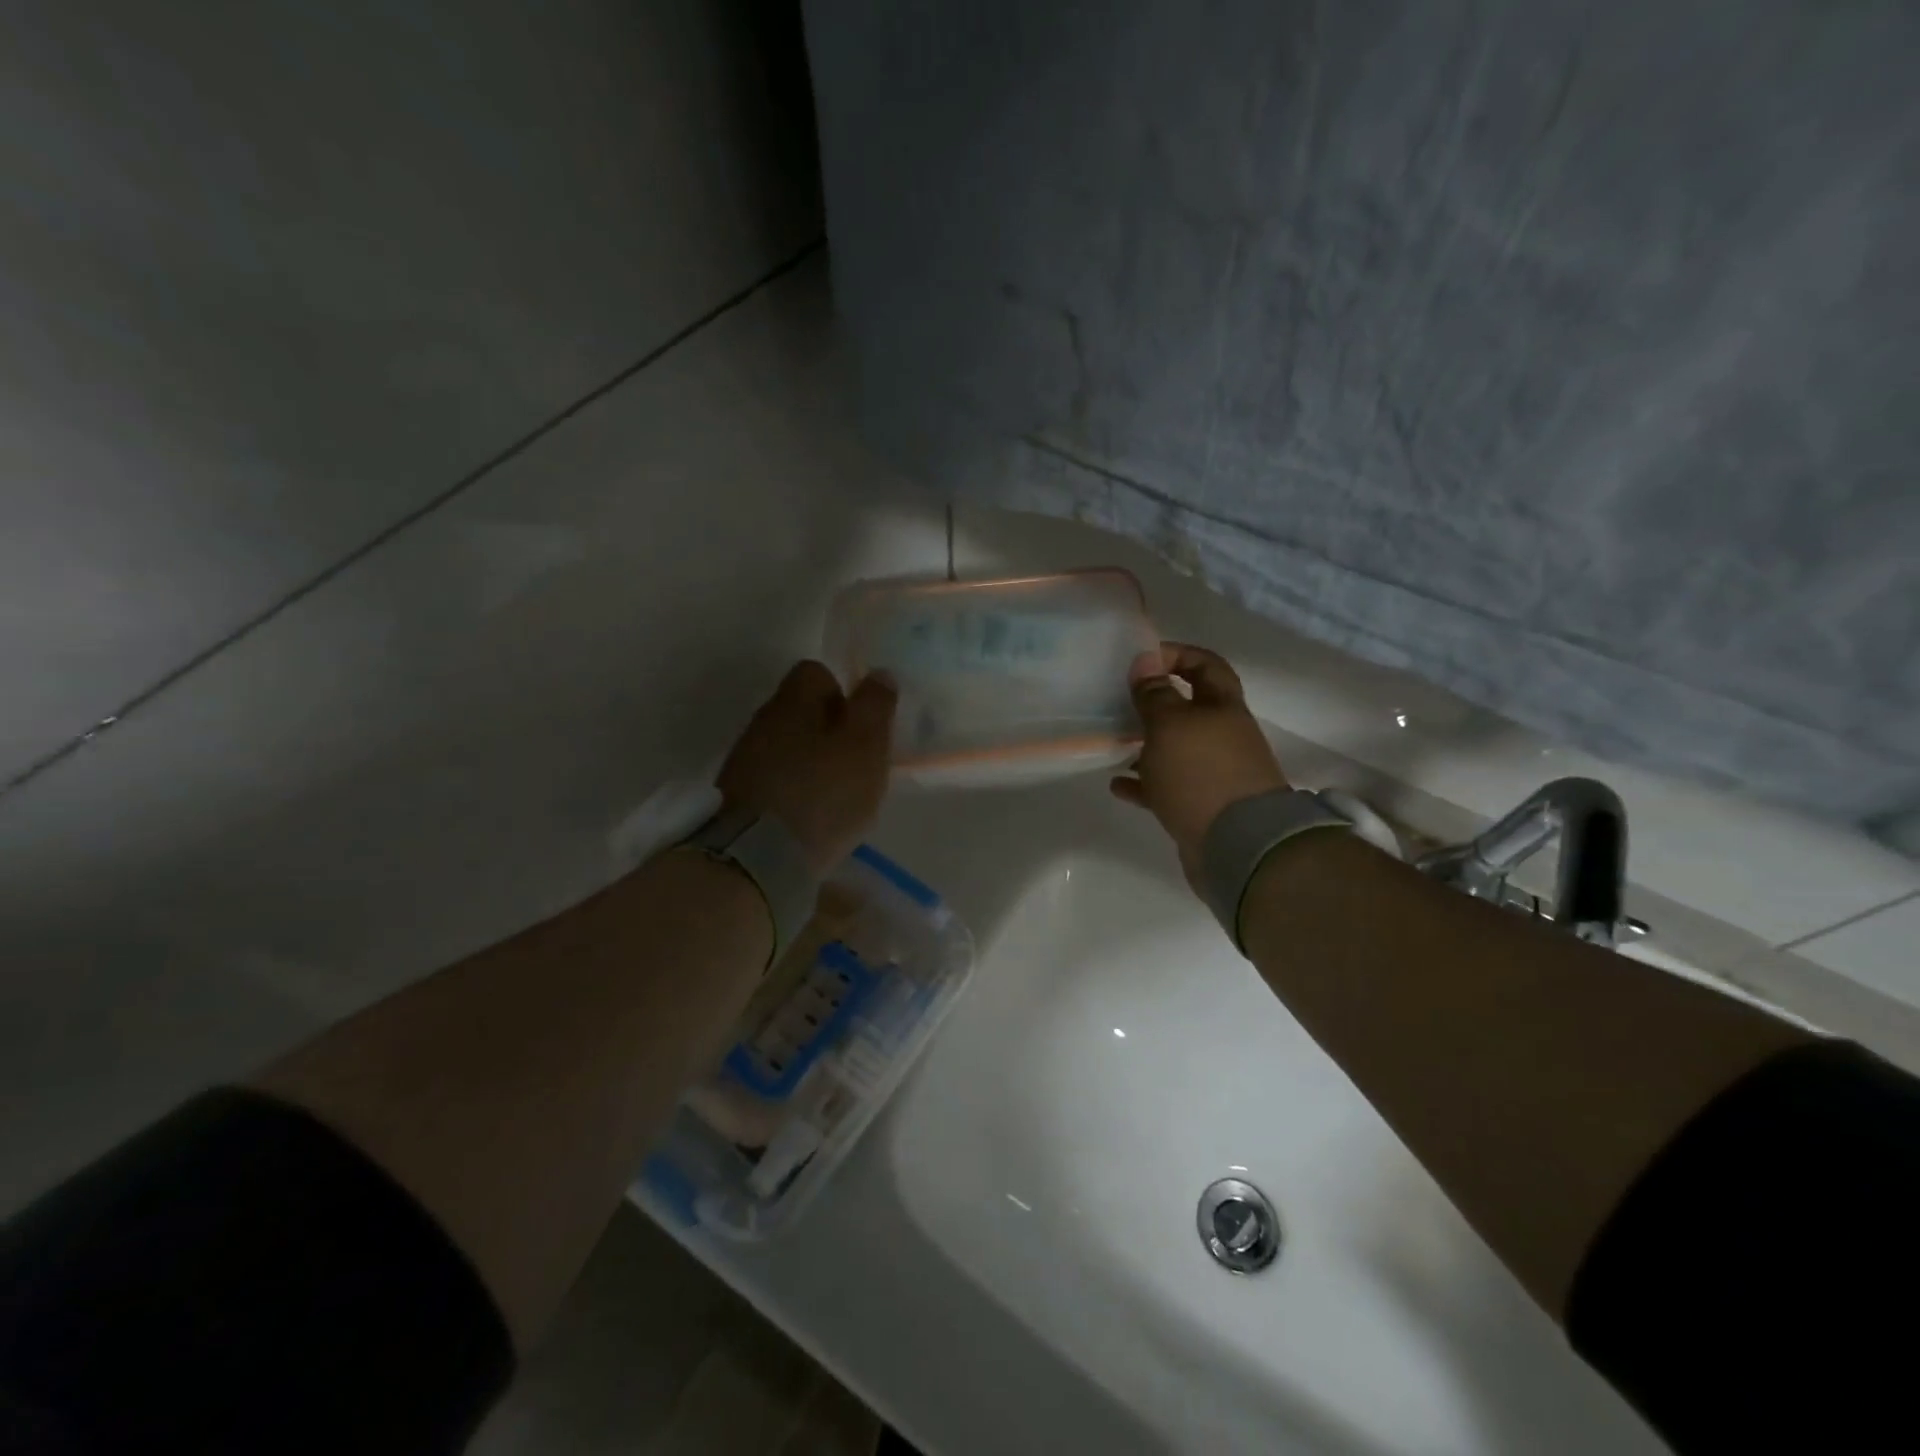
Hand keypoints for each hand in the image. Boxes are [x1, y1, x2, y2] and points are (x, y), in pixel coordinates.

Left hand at [717, 661, 896, 874]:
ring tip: (835, 795)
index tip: (861, 725)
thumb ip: (875, 707)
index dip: (842, 691)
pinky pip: (774, 779)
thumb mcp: (865, 746)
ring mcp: (744, 760)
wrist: (757, 857)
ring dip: (810, 762)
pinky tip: (810, 816)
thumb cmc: (823, 792)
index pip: (815, 672)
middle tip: (855, 763)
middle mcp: (762, 721)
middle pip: (799, 711)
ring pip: (786, 746)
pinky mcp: (736, 796)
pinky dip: (793, 790)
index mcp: (793, 700)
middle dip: (828, 730)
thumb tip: (879, 673)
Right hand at [1110, 642, 1288, 884]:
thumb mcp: (1170, 725)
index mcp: (1223, 707)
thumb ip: (1155, 693)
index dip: (1176, 654)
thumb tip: (1146, 660)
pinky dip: (1143, 783)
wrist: (1239, 846)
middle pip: (1189, 708)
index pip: (1206, 665)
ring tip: (1114, 743)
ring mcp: (1214, 773)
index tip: (1141, 660)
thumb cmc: (1201, 773)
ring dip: (1146, 745)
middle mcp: (1223, 736)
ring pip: (1176, 749)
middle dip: (1155, 703)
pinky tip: (1117, 784)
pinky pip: (1167, 787)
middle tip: (1120, 702)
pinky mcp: (1201, 806)